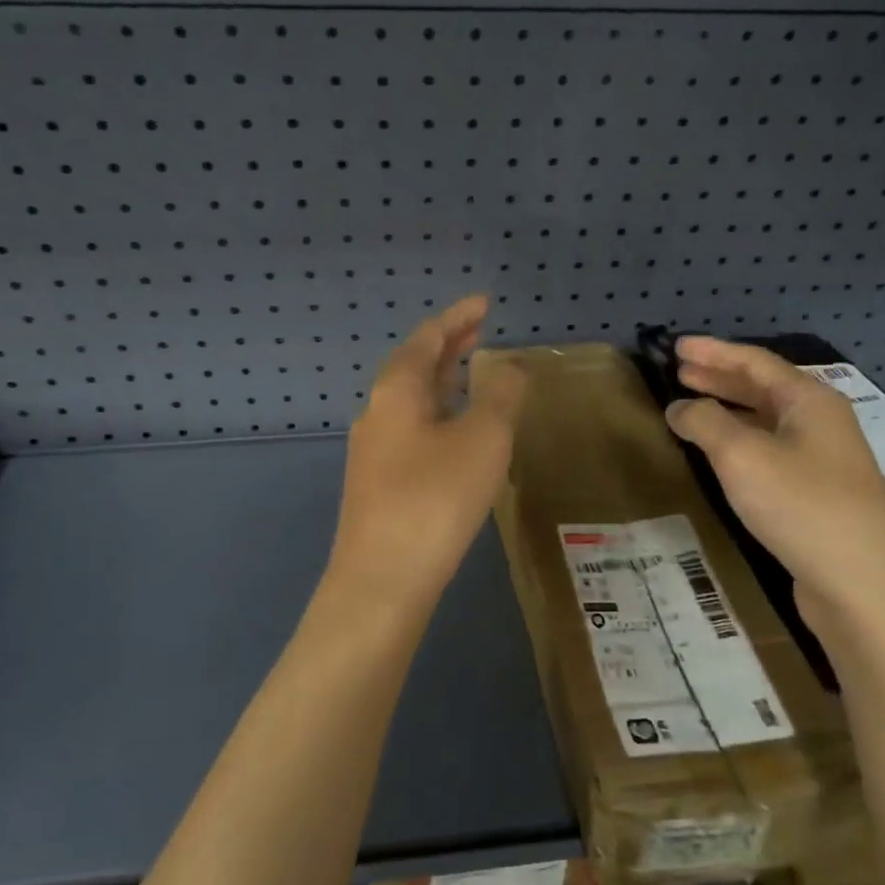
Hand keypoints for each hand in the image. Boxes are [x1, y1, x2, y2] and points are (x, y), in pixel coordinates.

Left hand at [325, 295, 528, 607]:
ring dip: (442, 381)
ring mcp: (373, 450)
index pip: (428, 337)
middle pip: (414, 366)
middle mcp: (377, 413)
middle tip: (480, 331)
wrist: (382, 581)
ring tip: (471, 374)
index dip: (458, 317)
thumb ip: (501, 396)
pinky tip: (456, 434)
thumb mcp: (482, 440)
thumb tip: (511, 368)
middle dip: (448, 346)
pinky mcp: (379, 484)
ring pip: (411, 401)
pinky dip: (438, 415)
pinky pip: (412, 430)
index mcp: (396, 390)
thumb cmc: (434, 498)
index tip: (484, 303)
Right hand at [664, 335, 884, 611]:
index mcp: (809, 401)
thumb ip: (705, 422)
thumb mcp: (742, 456)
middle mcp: (822, 422)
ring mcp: (825, 460)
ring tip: (693, 408)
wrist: (864, 585)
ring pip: (769, 421)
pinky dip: (742, 441)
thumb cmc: (801, 505)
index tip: (677, 346)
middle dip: (720, 378)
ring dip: (730, 410)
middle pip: (764, 388)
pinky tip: (723, 455)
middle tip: (680, 372)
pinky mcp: (820, 494)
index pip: (754, 361)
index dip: (713, 351)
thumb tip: (680, 407)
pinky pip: (773, 451)